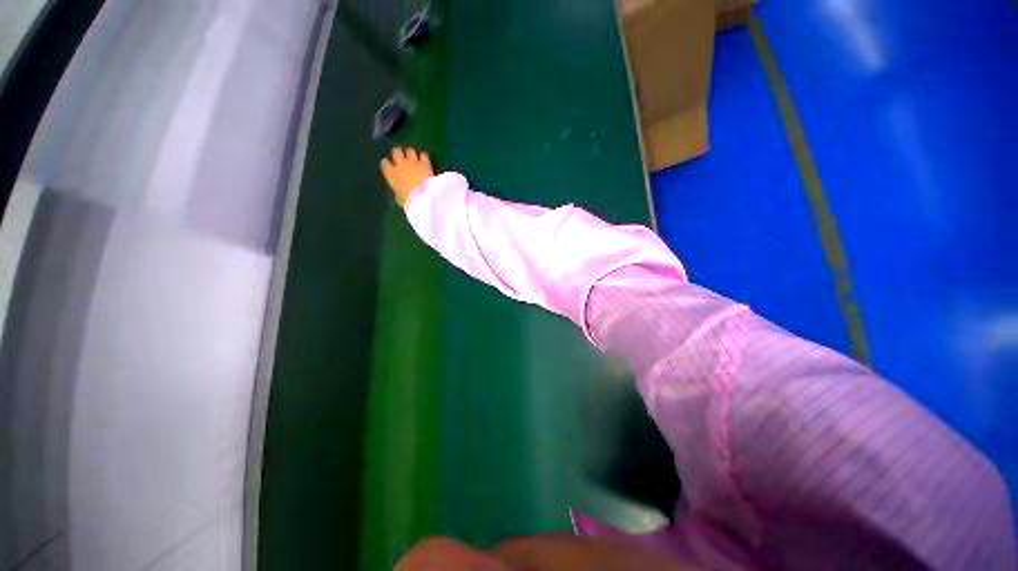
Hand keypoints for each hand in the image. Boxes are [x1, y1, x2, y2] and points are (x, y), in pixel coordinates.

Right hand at [381, 147, 433, 206]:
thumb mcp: (399, 199)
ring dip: (411, 155)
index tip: (391, 167)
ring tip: (415, 160)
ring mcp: (413, 162)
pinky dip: (424, 158)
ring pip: (409, 150)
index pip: (384, 163)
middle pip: (396, 151)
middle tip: (403, 159)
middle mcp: (400, 164)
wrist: (423, 197)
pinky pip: (423, 155)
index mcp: (391, 174)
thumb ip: (398, 192)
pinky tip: (425, 162)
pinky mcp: (425, 163)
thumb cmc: (409, 201)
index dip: (388, 164)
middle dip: (399, 154)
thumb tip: (400, 192)